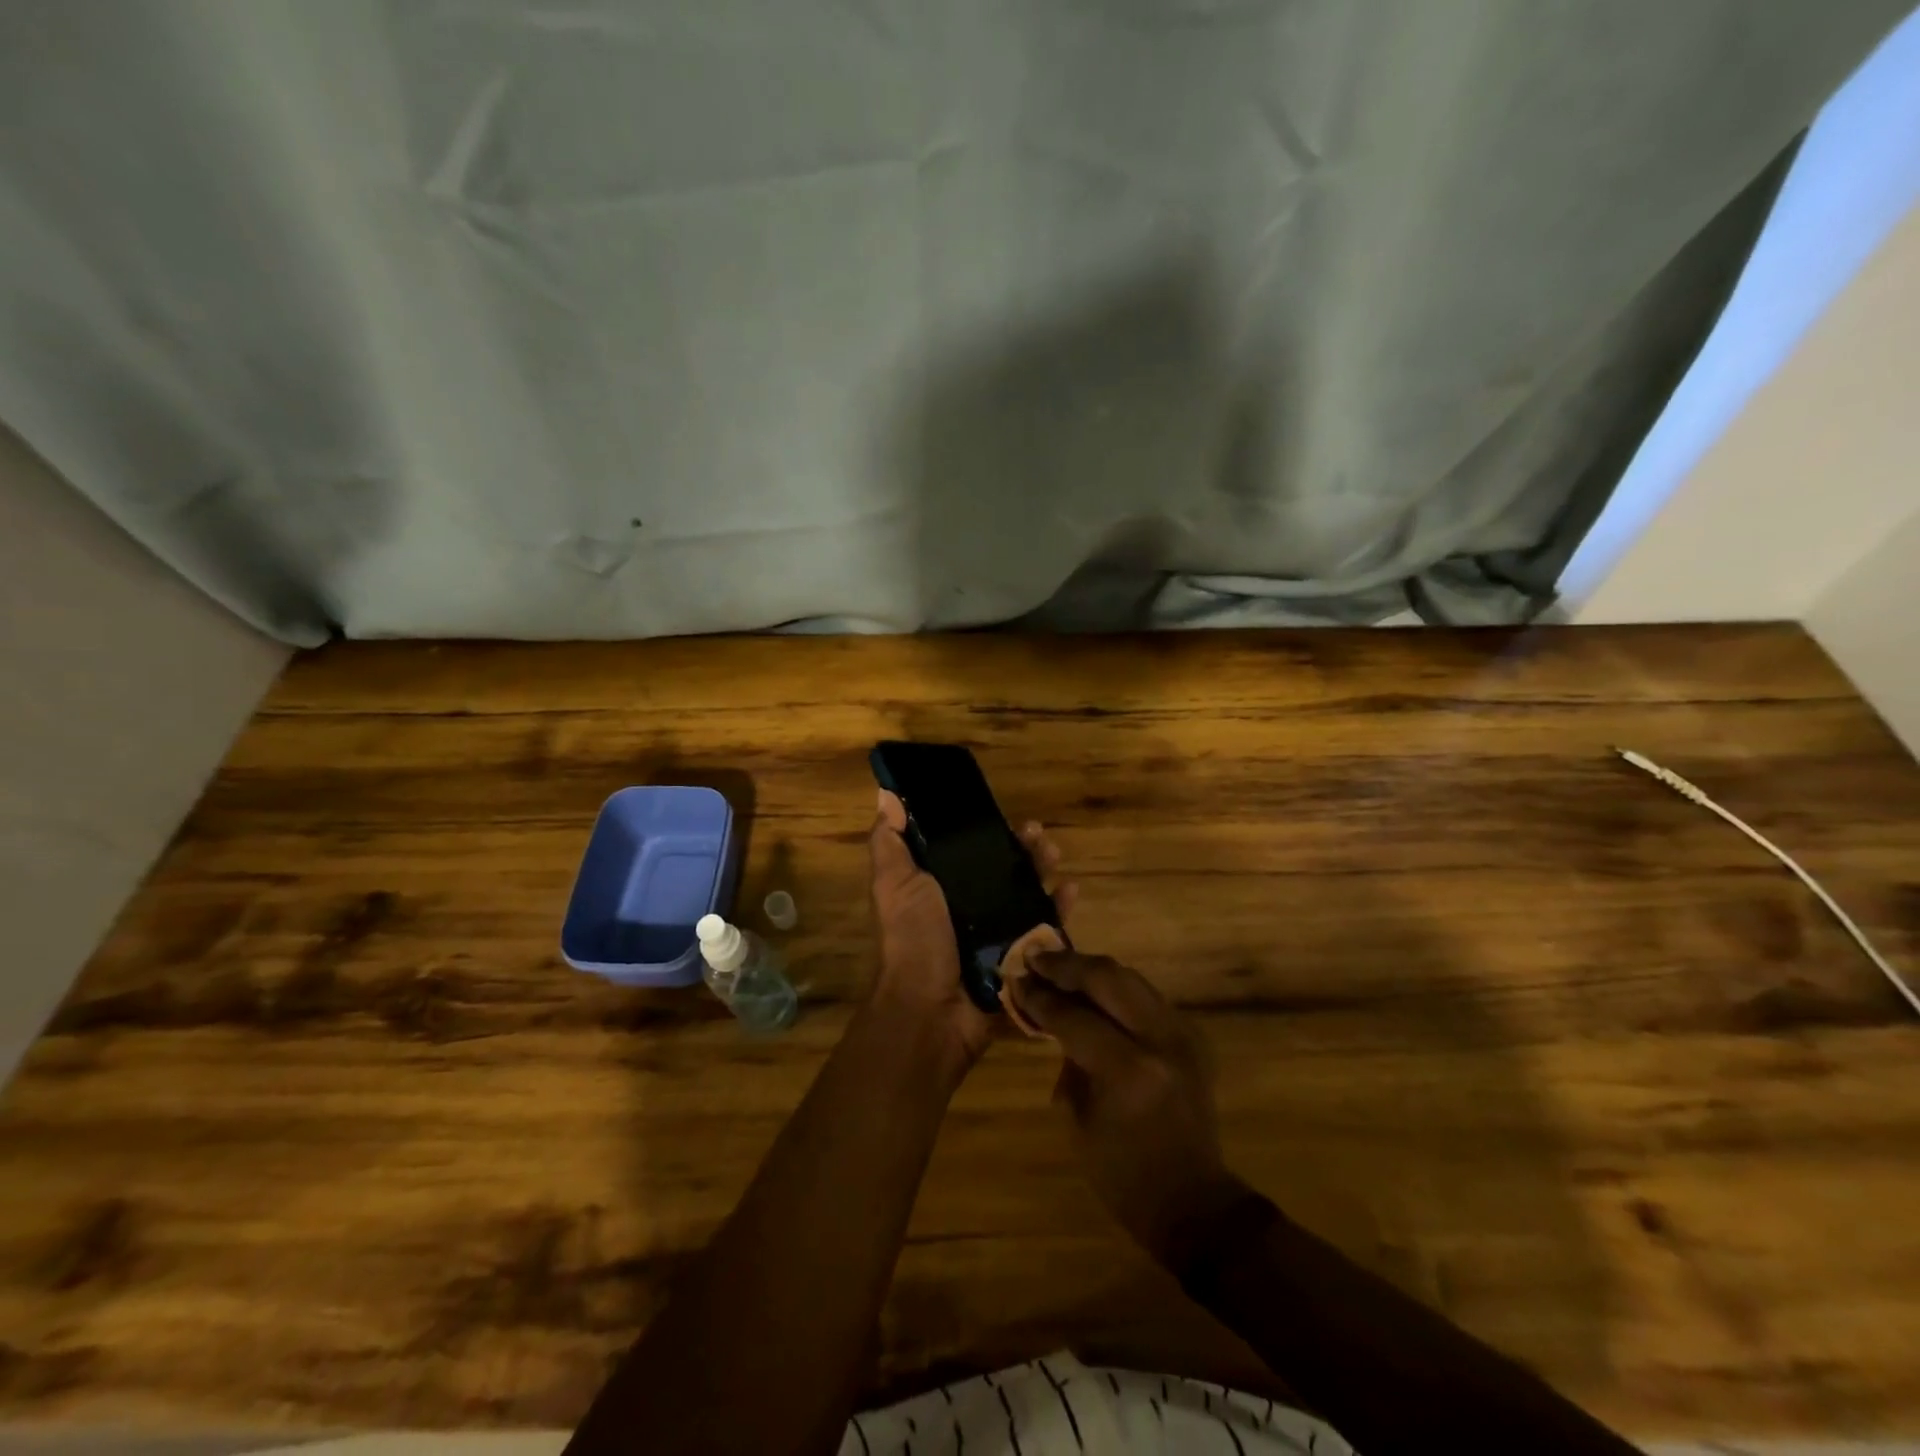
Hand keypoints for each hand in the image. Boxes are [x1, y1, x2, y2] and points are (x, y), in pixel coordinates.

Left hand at [868, 790, 1074, 1068]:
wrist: (931, 1010)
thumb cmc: (912, 939)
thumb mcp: (893, 884)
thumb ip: (890, 843)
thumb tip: (886, 796)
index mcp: (938, 889)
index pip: (967, 851)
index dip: (985, 831)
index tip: (1002, 813)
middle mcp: (968, 908)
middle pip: (1002, 870)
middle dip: (1022, 848)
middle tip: (1038, 833)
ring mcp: (996, 933)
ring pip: (1027, 894)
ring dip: (1043, 870)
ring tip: (1054, 855)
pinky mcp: (1019, 957)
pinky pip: (1045, 928)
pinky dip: (1060, 909)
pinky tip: (1070, 891)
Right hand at [1009, 952, 1246, 1267]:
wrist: (1193, 1200)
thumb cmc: (1122, 1174)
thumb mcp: (1078, 1118)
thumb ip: (1067, 1058)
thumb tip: (1052, 1015)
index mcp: (1127, 1070)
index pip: (1074, 1016)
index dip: (1040, 997)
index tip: (1016, 979)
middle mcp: (1160, 1040)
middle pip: (1108, 978)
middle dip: (1067, 965)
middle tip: (1035, 958)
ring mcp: (1182, 1034)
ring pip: (1130, 978)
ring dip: (1092, 970)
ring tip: (1058, 967)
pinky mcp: (1192, 1035)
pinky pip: (1146, 996)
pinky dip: (1115, 988)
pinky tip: (1092, 990)